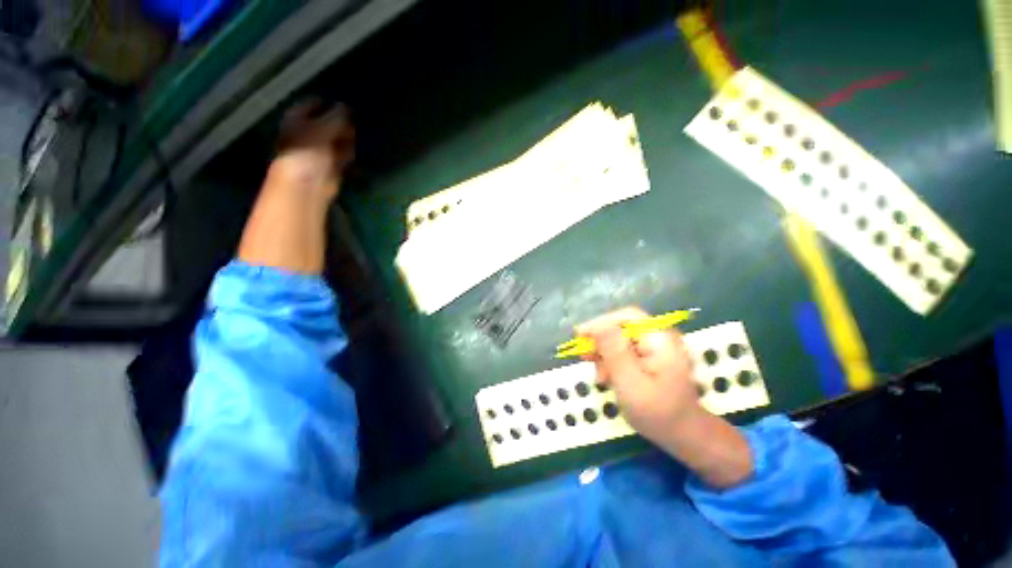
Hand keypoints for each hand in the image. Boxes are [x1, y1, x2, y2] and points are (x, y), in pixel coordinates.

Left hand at [273, 100, 355, 198]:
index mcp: (297, 120)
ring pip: (334, 142)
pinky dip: (349, 156)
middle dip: (338, 123)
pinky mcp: (329, 169)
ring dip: (345, 140)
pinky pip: (342, 159)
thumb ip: (336, 117)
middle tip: (354, 119)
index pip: (310, 105)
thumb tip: (346, 106)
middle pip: (324, 125)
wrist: (308, 183)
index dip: (324, 103)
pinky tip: (357, 153)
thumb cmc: (309, 150)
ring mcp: (317, 153)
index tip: (342, 102)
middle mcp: (305, 135)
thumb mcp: (324, 127)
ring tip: (357, 135)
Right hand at [576, 307, 699, 445]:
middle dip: (601, 341)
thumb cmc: (659, 414)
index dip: (601, 322)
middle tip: (584, 356)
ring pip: (620, 338)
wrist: (684, 436)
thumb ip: (615, 353)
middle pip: (622, 326)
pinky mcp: (651, 355)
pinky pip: (625, 349)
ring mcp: (656, 346)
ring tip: (599, 375)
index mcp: (661, 340)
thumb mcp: (631, 384)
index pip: (627, 316)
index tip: (580, 335)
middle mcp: (659, 337)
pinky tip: (607, 376)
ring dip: (604, 353)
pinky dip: (612, 360)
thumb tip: (596, 326)